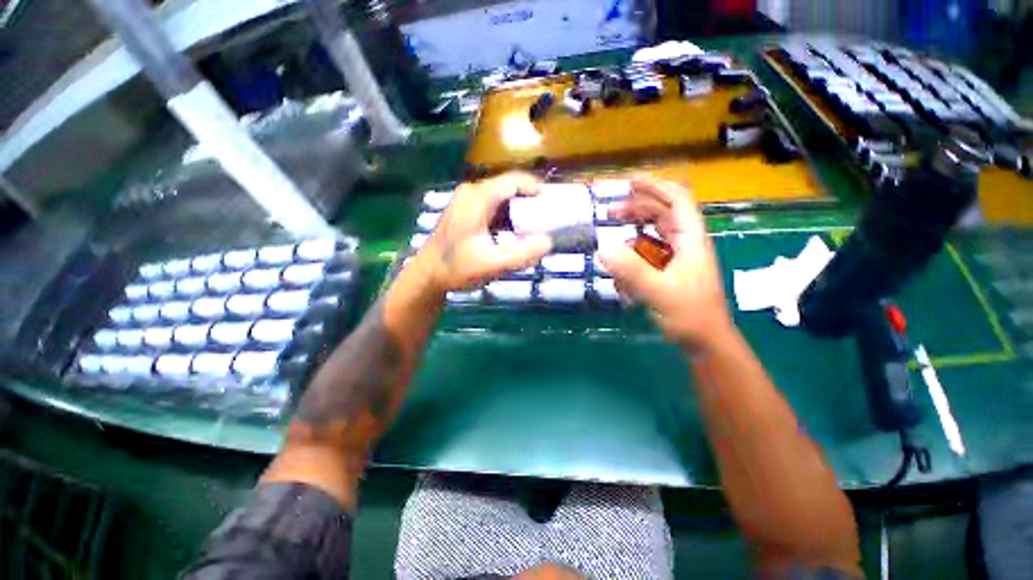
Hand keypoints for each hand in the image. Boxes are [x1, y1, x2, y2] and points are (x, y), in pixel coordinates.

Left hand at [416, 172, 552, 292]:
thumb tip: (549, 241)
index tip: (553, 204)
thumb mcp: (492, 264)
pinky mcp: (466, 210)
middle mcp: (472, 192)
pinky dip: (508, 217)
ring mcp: (467, 200)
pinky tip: (513, 234)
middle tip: (546, 220)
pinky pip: (493, 207)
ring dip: (519, 211)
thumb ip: (522, 253)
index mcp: (478, 198)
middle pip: (509, 187)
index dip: (537, 188)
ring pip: (502, 198)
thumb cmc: (457, 268)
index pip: (514, 180)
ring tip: (534, 228)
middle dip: (530, 202)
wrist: (427, 275)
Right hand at [599, 178, 731, 347]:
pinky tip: (621, 265)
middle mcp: (685, 242)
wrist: (704, 340)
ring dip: (633, 231)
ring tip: (612, 237)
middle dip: (637, 208)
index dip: (655, 187)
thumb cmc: (689, 314)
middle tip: (610, 213)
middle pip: (663, 214)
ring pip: (654, 234)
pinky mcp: (669, 270)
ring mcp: (677, 257)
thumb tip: (602, 247)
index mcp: (691, 239)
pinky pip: (649, 254)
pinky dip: (633, 254)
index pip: (677, 200)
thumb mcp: (659, 291)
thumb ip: (631, 270)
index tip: (630, 182)